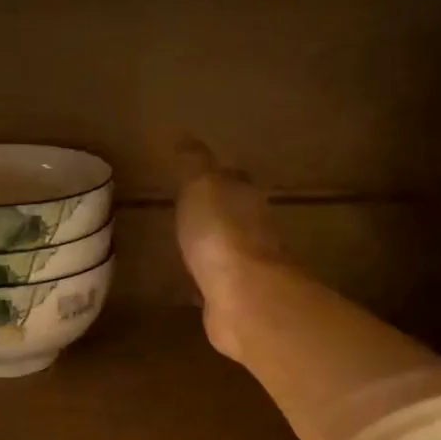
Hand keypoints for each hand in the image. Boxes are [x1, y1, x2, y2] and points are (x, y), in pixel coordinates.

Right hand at [174, 138, 286, 358]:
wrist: (243, 296)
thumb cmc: (221, 232)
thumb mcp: (201, 185)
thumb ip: (194, 163)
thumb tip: (186, 137)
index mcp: (246, 197)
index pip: (234, 180)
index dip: (218, 178)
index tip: (200, 179)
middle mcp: (254, 231)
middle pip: (235, 217)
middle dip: (217, 216)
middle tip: (190, 216)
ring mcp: (247, 269)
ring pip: (227, 253)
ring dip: (212, 251)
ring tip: (187, 250)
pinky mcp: (235, 302)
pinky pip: (217, 286)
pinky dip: (206, 284)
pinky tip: (191, 288)